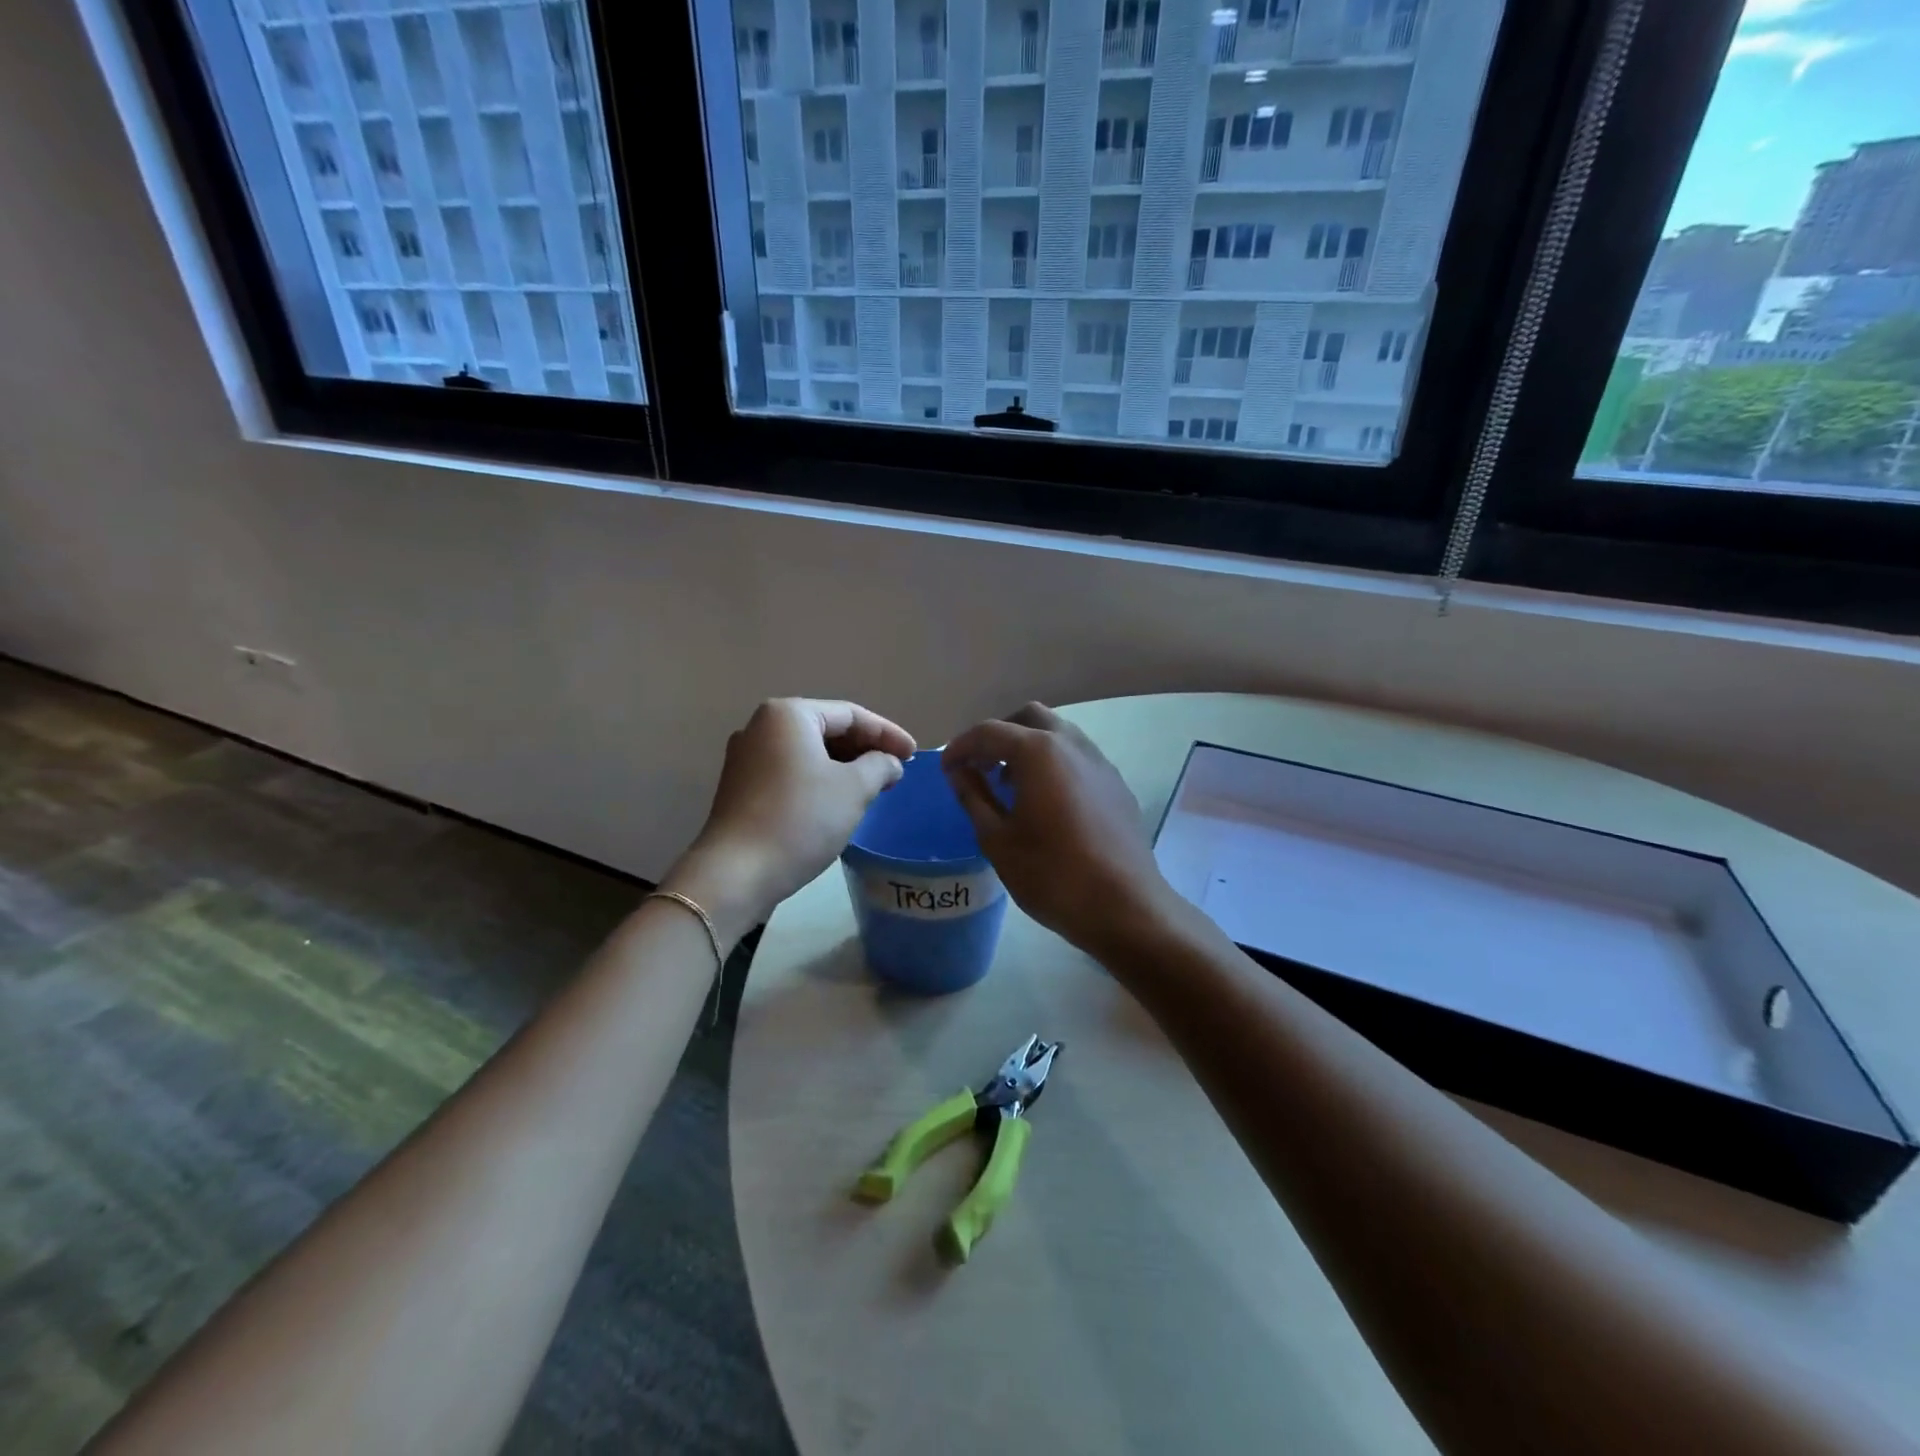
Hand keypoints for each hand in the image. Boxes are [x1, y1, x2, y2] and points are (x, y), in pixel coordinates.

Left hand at [666, 699, 915, 942]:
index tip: (913, 755)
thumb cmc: (800, 819)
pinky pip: (791, 772)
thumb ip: (879, 766)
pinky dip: (819, 780)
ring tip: (874, 786)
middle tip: (896, 770)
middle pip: (827, 729)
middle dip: (865, 749)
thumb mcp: (853, 789)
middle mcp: (761, 727)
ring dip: (844, 767)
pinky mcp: (741, 788)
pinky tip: (839, 801)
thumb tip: (889, 763)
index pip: (850, 715)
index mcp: (788, 715)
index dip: (887, 733)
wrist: (736, 873)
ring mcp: (746, 758)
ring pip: (809, 753)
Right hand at [943, 703, 1180, 960]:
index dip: (961, 747)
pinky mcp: (1116, 784)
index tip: (946, 770)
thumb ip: (974, 797)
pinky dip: (1054, 764)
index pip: (989, 732)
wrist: (1124, 906)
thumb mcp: (997, 839)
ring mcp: (1100, 761)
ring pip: (1058, 734)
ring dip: (1028, 747)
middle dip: (999, 736)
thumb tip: (958, 772)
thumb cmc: (1051, 874)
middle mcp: (1071, 743)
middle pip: (1028, 718)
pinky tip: (1046, 802)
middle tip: (980, 768)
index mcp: (1038, 751)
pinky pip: (1078, 757)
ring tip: (1010, 785)